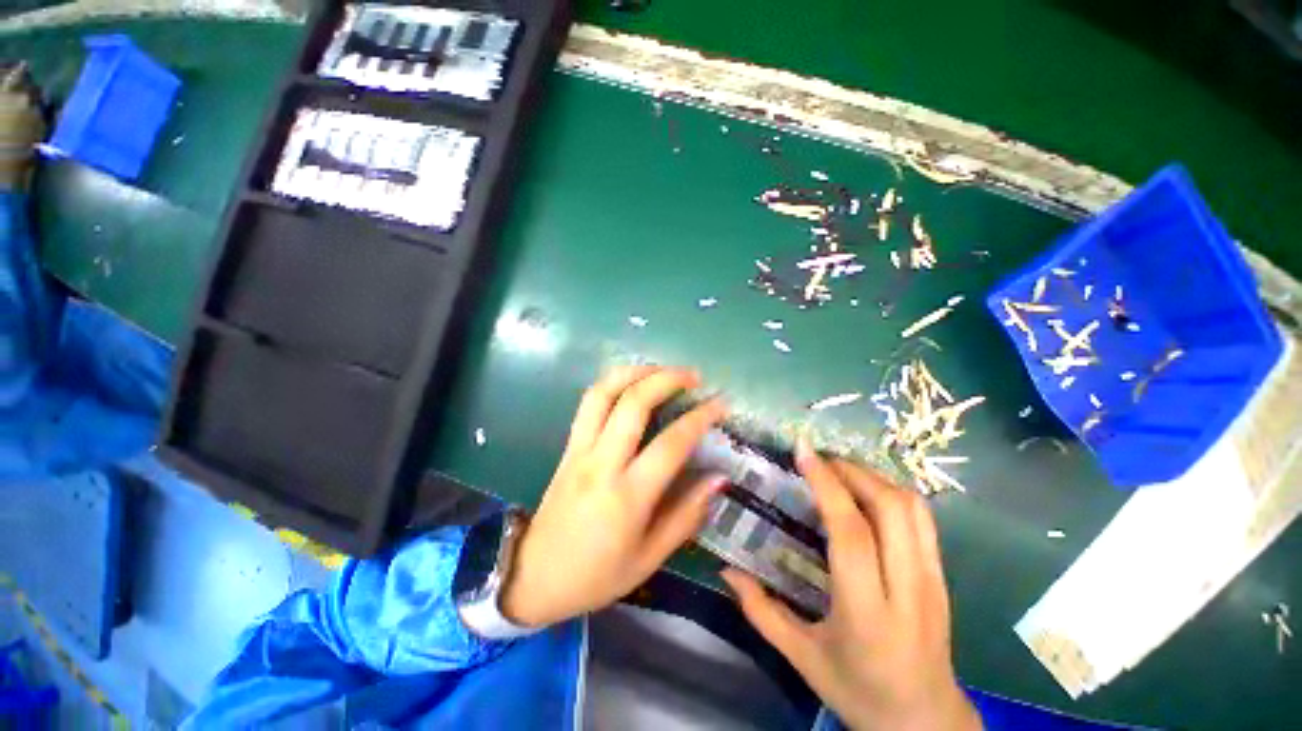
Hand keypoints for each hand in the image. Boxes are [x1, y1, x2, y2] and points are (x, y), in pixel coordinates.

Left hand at [500, 366, 726, 627]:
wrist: (533, 576)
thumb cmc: (596, 575)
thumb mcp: (649, 558)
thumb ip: (686, 515)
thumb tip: (719, 478)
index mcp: (627, 497)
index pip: (671, 443)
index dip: (700, 417)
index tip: (720, 404)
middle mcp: (602, 463)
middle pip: (634, 403)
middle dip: (667, 379)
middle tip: (693, 376)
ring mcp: (580, 449)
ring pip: (604, 392)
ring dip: (636, 372)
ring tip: (662, 370)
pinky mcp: (568, 446)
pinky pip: (589, 402)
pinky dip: (613, 382)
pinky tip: (631, 382)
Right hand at [721, 441, 979, 730]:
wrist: (926, 722)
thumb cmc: (858, 691)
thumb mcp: (801, 658)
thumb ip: (760, 611)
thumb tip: (725, 571)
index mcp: (866, 613)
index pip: (851, 533)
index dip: (827, 485)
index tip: (804, 452)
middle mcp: (907, 590)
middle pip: (889, 509)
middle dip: (851, 471)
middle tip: (818, 458)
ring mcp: (933, 581)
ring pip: (912, 508)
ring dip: (873, 477)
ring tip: (839, 469)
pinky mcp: (943, 577)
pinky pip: (924, 520)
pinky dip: (894, 492)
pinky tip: (868, 491)